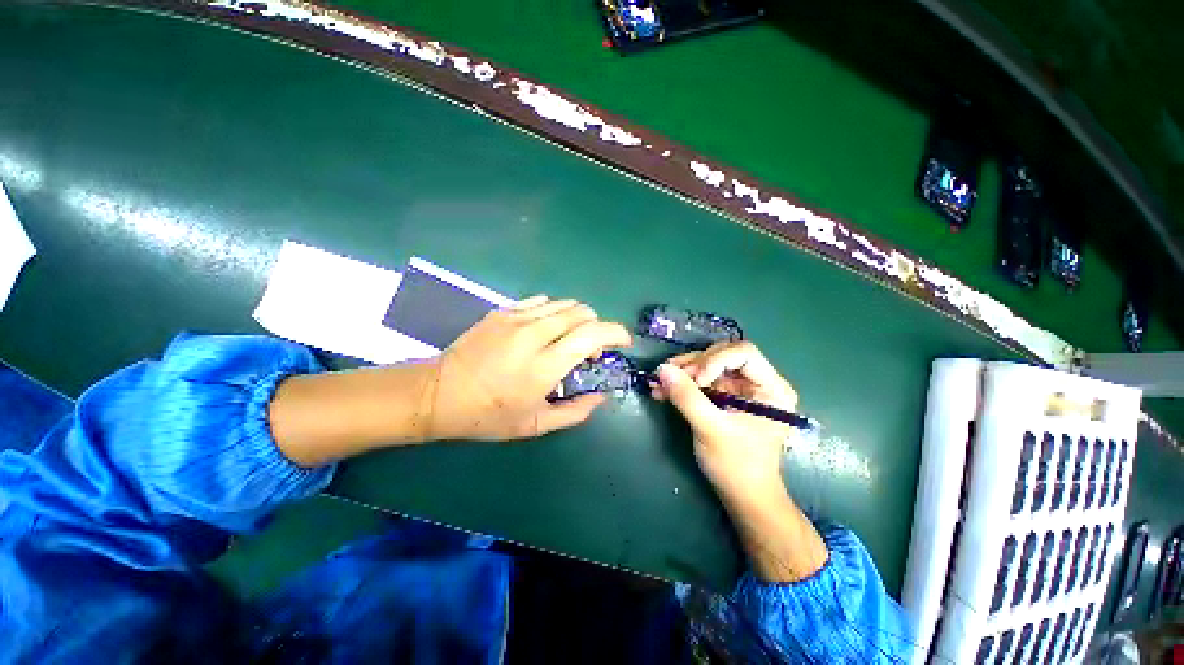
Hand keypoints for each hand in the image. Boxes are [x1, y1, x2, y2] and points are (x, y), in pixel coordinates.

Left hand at [425, 295, 632, 440]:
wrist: (438, 394)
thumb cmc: (488, 416)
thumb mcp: (535, 426)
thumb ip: (575, 412)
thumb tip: (601, 396)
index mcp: (545, 366)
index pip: (593, 334)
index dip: (616, 333)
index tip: (623, 342)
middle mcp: (534, 335)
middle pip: (582, 312)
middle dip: (597, 327)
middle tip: (589, 350)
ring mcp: (516, 319)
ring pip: (564, 304)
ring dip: (577, 319)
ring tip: (567, 339)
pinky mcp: (502, 311)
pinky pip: (540, 301)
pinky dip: (553, 312)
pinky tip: (545, 329)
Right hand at [652, 341, 797, 497]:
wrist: (742, 497)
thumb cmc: (737, 466)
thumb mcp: (711, 429)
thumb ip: (687, 397)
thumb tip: (662, 369)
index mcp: (772, 387)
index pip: (743, 353)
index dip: (714, 360)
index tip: (694, 380)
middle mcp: (758, 382)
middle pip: (722, 355)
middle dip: (693, 365)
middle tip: (668, 377)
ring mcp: (740, 389)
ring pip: (708, 365)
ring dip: (682, 372)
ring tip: (658, 383)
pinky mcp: (725, 397)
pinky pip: (701, 380)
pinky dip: (682, 383)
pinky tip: (662, 391)